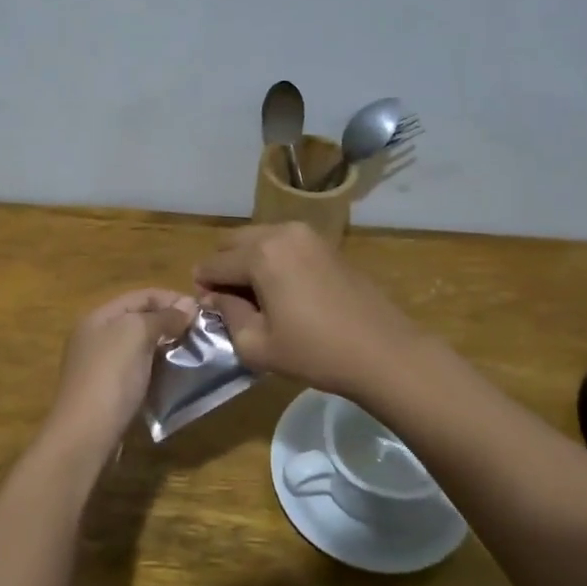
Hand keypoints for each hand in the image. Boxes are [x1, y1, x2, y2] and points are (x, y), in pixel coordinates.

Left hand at [44, 288, 197, 454]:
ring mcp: (100, 367)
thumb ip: (162, 317)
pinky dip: (157, 369)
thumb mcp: (136, 334)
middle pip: (139, 320)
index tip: (202, 311)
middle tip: (201, 333)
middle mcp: (96, 337)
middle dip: (170, 322)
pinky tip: (174, 376)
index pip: (141, 296)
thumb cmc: (111, 376)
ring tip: (193, 353)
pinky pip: (138, 370)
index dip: (171, 299)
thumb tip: (188, 305)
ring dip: (166, 347)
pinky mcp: (108, 393)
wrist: (85, 435)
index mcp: (98, 317)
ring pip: (140, 347)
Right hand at [194, 223, 424, 400]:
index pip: (214, 264)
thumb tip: (216, 297)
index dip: (203, 287)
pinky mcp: (326, 244)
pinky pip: (284, 243)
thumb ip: (228, 314)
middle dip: (224, 267)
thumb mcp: (257, 344)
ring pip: (259, 238)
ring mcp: (307, 234)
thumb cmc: (315, 352)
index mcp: (260, 254)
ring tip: (256, 297)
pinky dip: (272, 259)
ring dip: (248, 260)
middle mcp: (281, 232)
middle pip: (233, 242)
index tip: (207, 310)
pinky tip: (282, 290)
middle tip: (229, 301)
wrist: (383, 351)